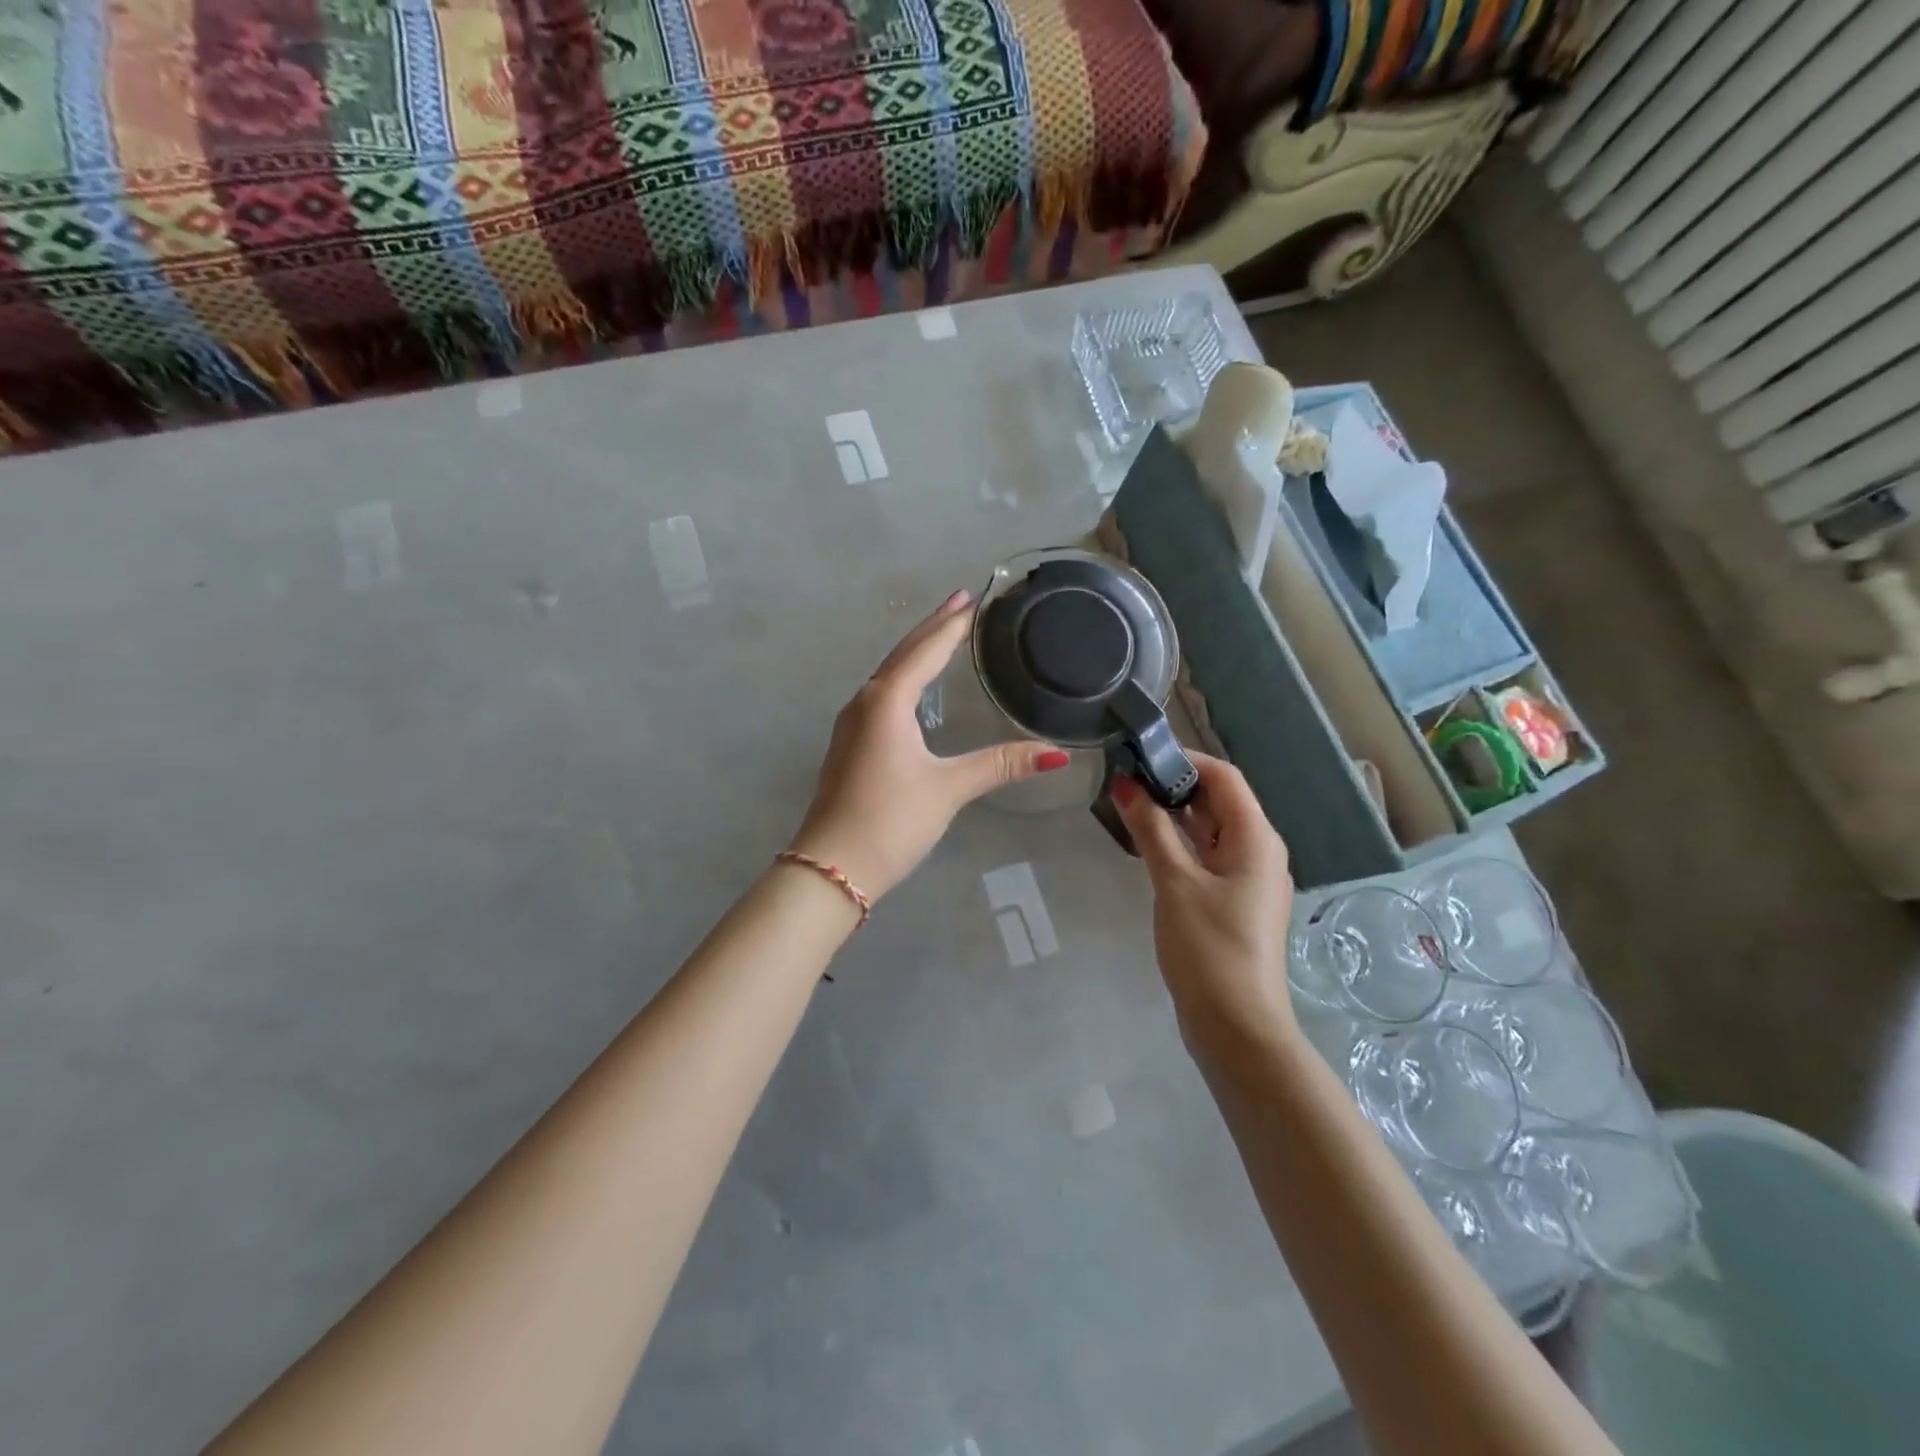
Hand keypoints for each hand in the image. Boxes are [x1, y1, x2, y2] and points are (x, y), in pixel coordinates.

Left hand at [789, 590, 1070, 899]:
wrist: (830, 867)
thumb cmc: (890, 820)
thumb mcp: (948, 788)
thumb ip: (1000, 765)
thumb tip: (1057, 754)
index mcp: (887, 700)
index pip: (927, 649)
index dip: (953, 624)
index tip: (975, 598)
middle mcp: (866, 702)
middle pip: (904, 653)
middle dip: (934, 626)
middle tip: (962, 601)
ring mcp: (852, 724)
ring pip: (889, 673)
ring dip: (916, 651)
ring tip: (942, 634)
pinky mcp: (850, 745)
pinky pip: (881, 695)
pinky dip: (904, 678)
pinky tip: (913, 688)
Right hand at [1111, 753, 1296, 1051]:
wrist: (1237, 1028)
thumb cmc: (1209, 949)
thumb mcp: (1175, 883)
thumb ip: (1151, 829)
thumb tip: (1127, 783)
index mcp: (1256, 839)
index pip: (1224, 777)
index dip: (1185, 759)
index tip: (1140, 754)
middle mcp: (1259, 851)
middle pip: (1220, 801)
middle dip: (1175, 785)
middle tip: (1126, 778)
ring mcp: (1248, 879)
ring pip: (1211, 830)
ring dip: (1175, 815)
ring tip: (1130, 804)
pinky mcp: (1234, 901)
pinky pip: (1208, 856)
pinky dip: (1180, 843)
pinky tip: (1148, 844)